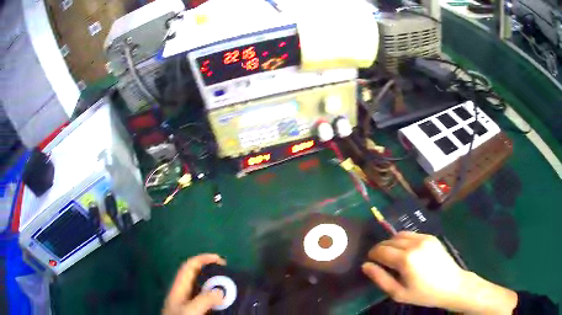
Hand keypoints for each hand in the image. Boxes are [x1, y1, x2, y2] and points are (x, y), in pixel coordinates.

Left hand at [163, 254, 225, 314]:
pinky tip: (226, 305)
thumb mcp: (189, 311)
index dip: (202, 259)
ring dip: (217, 289)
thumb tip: (221, 291)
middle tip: (230, 277)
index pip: (189, 267)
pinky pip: (208, 303)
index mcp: (179, 289)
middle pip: (197, 278)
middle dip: (213, 274)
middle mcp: (184, 295)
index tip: (220, 260)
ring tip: (231, 290)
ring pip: (204, 291)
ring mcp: (190, 305)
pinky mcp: (196, 313)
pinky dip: (217, 301)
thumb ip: (203, 300)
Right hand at [362, 232, 516, 313]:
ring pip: (400, 234)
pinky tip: (405, 252)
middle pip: (389, 239)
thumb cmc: (429, 294)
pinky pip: (411, 234)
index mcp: (408, 258)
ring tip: (390, 257)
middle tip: (376, 260)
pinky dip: (403, 241)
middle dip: (380, 248)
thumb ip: (382, 279)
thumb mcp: (401, 293)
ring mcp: (426, 238)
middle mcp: (416, 242)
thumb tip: (366, 266)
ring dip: (392, 243)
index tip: (367, 261)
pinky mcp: (432, 237)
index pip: (380, 250)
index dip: (372, 256)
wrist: (457, 285)